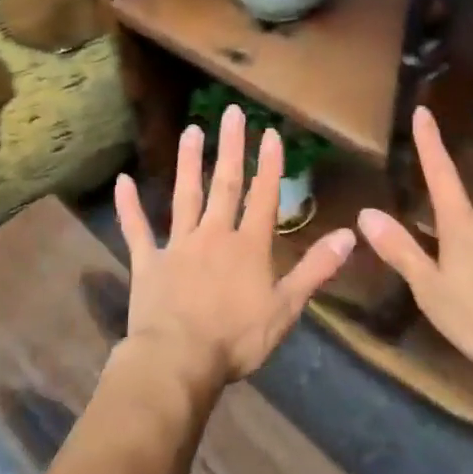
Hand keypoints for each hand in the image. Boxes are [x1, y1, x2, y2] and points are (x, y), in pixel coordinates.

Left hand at [114, 103, 355, 390]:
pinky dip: (128, 206)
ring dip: (187, 163)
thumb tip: (349, 235)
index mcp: (249, 246)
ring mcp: (177, 246)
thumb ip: (316, 269)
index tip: (270, 132)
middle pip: (224, 185)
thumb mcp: (286, 308)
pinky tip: (122, 180)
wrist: (178, 361)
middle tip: (231, 113)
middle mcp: (214, 235)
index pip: (263, 197)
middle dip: (230, 148)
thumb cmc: (237, 338)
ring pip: (185, 196)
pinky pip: (136, 229)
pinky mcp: (147, 262)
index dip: (269, 165)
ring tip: (190, 131)